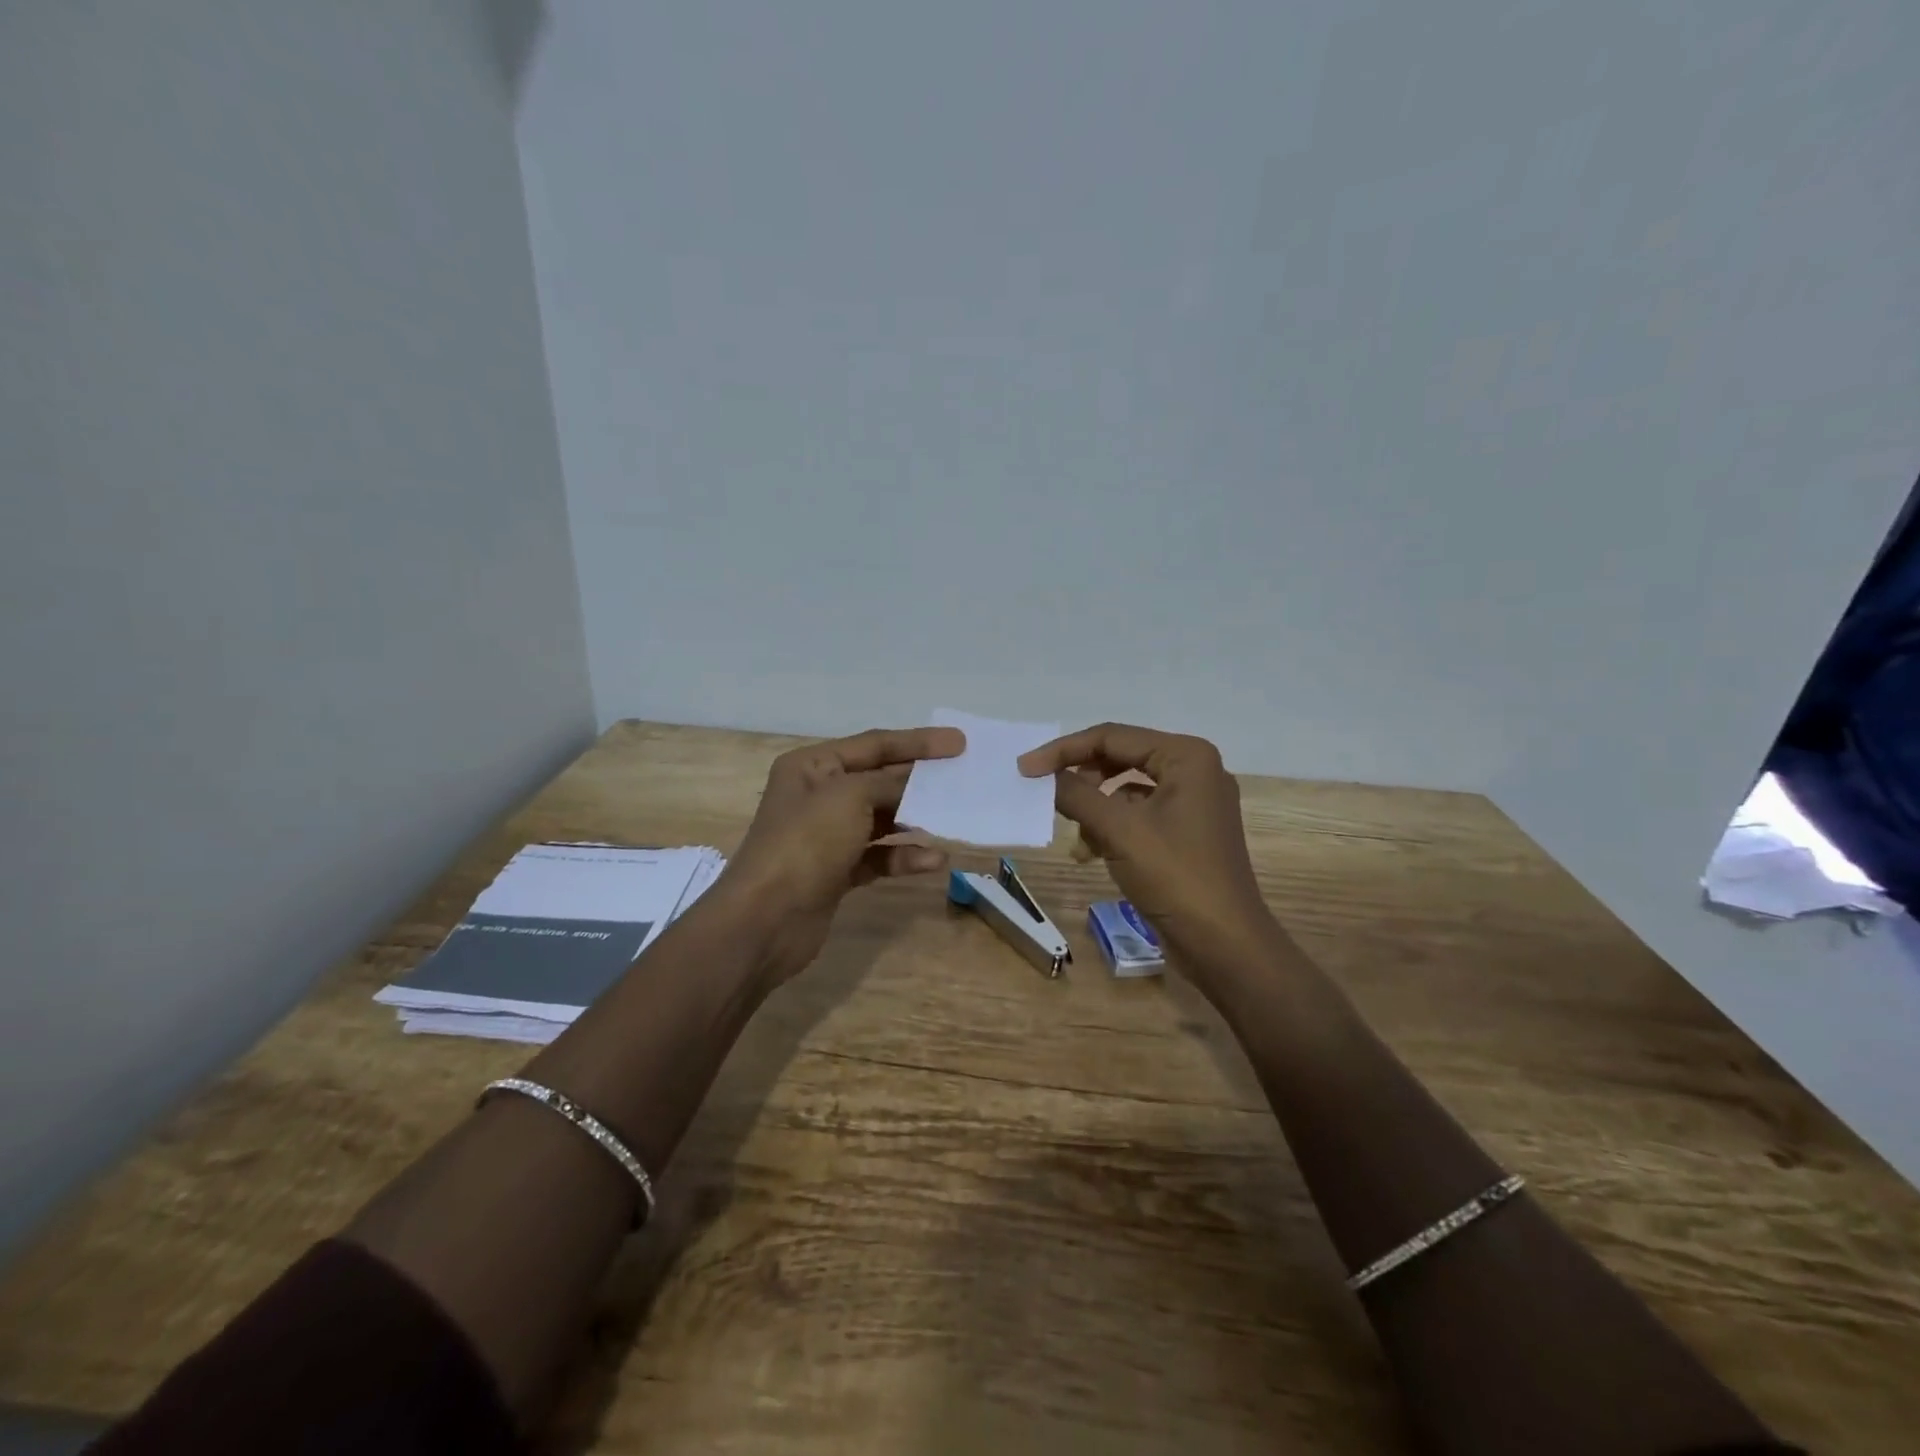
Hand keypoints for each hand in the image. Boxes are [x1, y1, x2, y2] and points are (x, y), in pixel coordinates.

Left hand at [717, 726, 965, 981]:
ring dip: (916, 820)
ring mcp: (827, 836)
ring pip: (882, 819)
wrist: (765, 920)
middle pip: (880, 780)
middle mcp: (819, 795)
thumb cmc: (805, 842)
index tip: (959, 743)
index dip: (919, 742)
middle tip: (964, 780)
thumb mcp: (850, 797)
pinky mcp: (836, 872)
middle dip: (920, 782)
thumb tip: (920, 785)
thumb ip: (891, 784)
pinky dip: (904, 856)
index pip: (874, 744)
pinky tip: (932, 860)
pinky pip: (879, 855)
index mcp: (813, 765)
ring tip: (953, 820)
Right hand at [1019, 723, 1275, 976]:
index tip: (1025, 769)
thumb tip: (1042, 774)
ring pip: (1125, 790)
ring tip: (1078, 841)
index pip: (1112, 737)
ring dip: (1094, 810)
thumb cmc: (1175, 877)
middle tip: (1045, 796)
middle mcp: (1194, 770)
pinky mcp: (1187, 832)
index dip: (1064, 750)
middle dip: (1081, 781)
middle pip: (1120, 759)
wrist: (1225, 946)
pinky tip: (1093, 854)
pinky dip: (1112, 829)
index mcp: (1186, 756)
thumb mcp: (1118, 831)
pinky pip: (1138, 815)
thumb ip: (1076, 794)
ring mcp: (1193, 803)